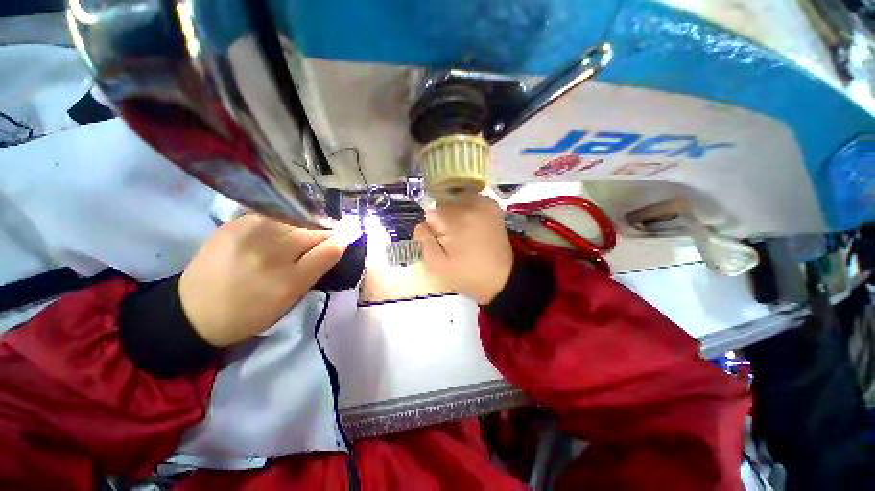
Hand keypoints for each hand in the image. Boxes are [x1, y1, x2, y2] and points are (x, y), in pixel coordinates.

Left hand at [178, 214, 356, 346]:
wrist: (195, 311)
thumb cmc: (251, 311)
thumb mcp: (290, 298)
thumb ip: (317, 268)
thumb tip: (340, 242)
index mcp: (287, 280)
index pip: (329, 248)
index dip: (343, 238)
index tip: (351, 233)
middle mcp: (270, 252)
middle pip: (313, 230)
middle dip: (325, 231)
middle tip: (325, 236)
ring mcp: (249, 233)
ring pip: (295, 219)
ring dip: (305, 225)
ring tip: (301, 234)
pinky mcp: (234, 222)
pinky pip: (273, 215)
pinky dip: (284, 221)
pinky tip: (280, 230)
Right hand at [414, 195, 513, 304]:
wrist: (502, 278)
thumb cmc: (467, 275)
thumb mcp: (437, 266)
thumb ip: (424, 241)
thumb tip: (420, 224)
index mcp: (455, 221)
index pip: (430, 214)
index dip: (432, 229)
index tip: (440, 242)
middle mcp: (470, 206)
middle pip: (444, 205)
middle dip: (443, 220)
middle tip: (452, 240)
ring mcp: (484, 204)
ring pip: (457, 200)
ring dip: (455, 212)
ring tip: (463, 231)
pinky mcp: (493, 207)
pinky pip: (472, 199)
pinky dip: (468, 208)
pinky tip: (472, 224)